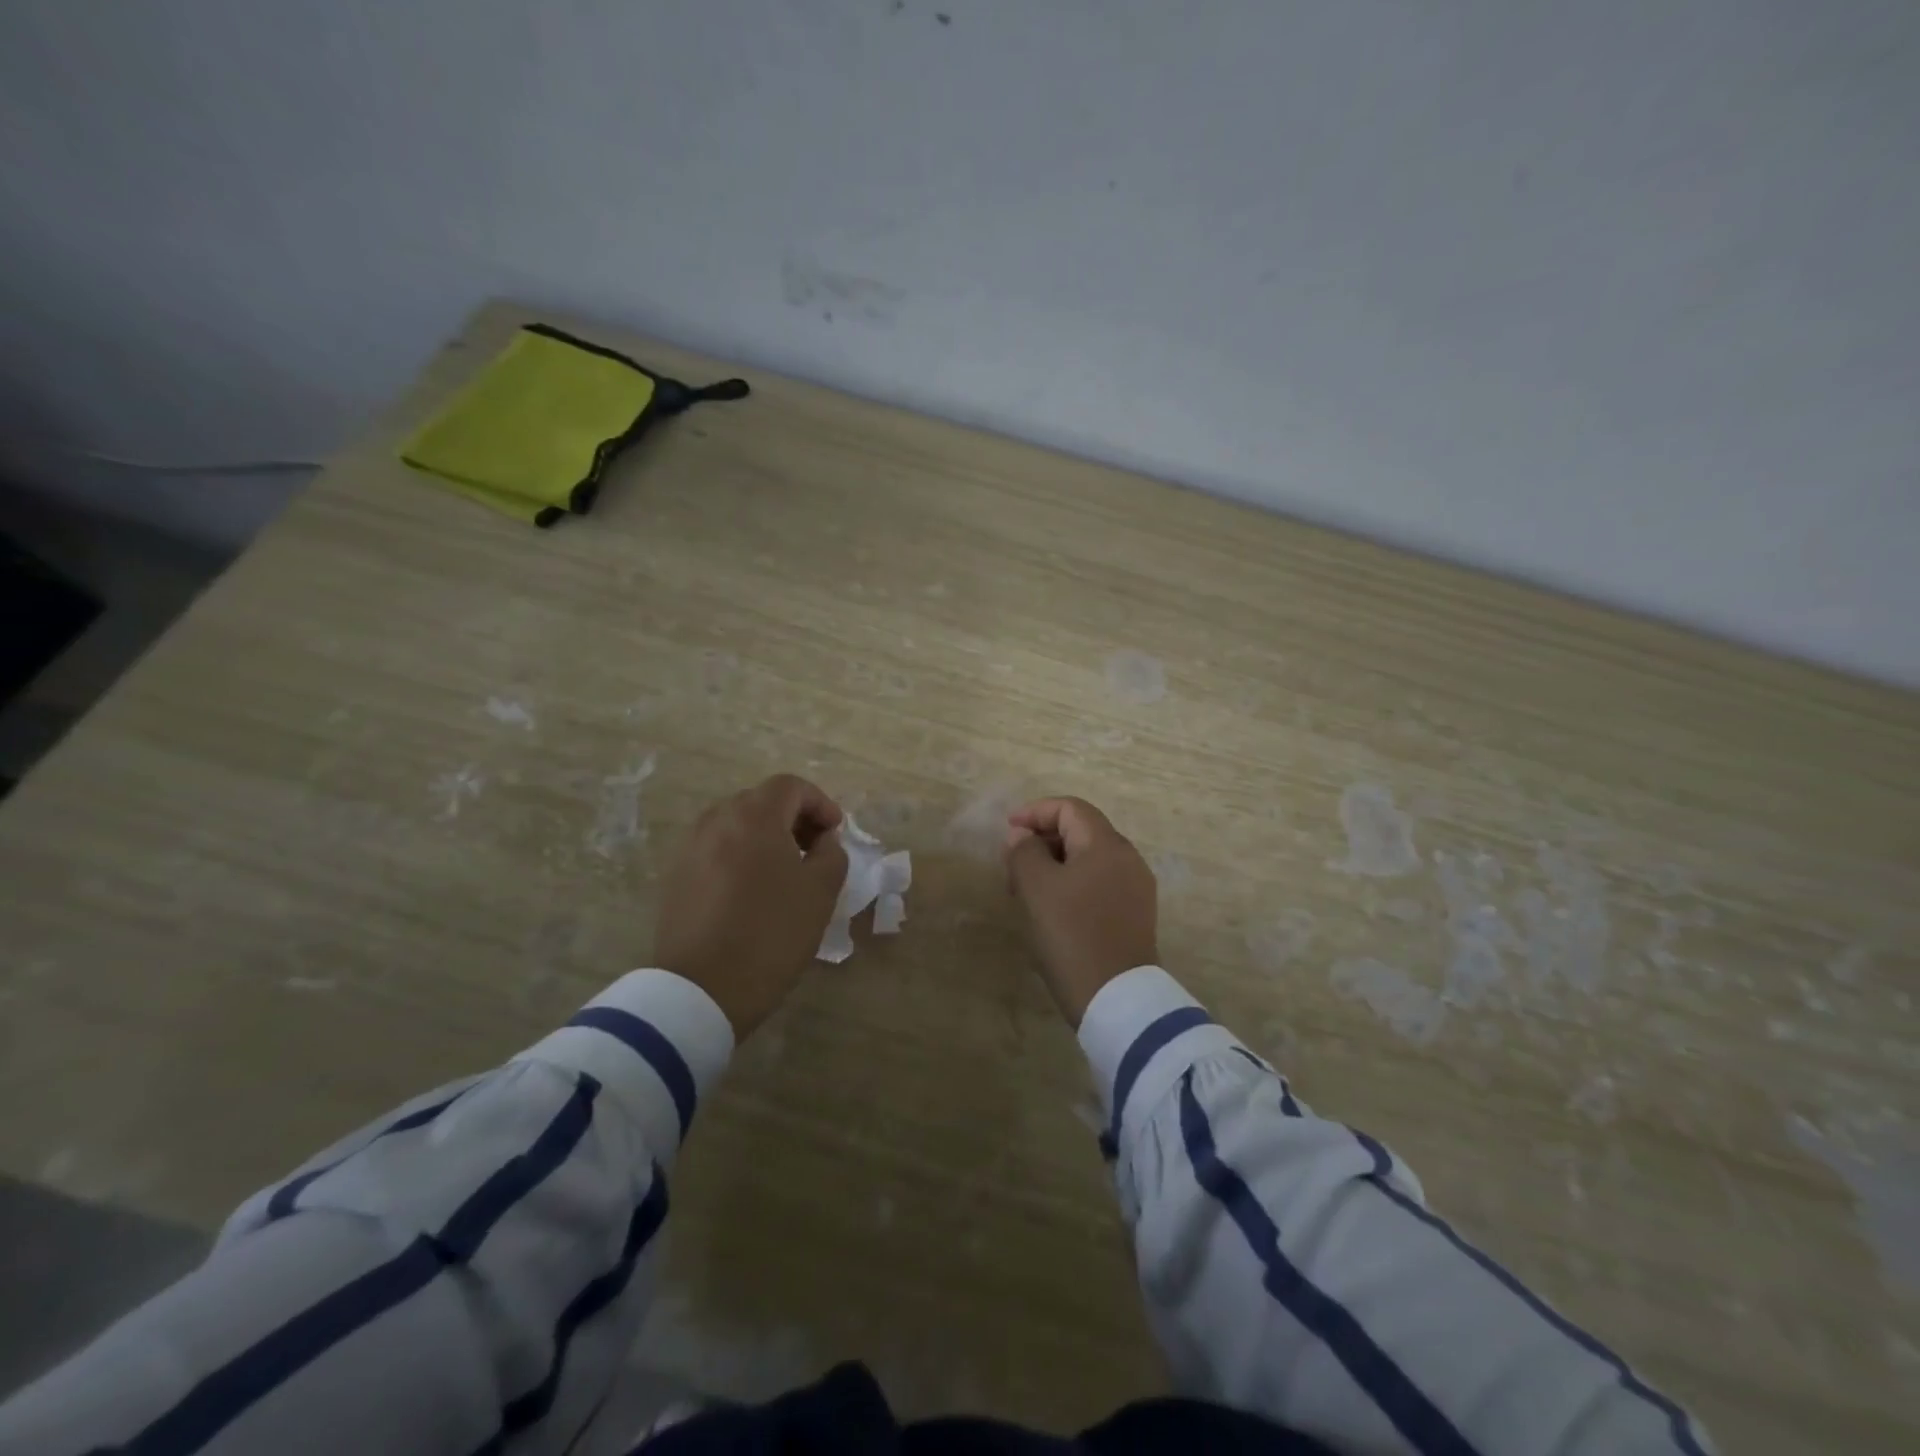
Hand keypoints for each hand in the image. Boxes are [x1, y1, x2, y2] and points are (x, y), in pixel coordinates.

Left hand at [654, 774, 847, 1038]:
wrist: (701, 990)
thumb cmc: (771, 933)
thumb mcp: (821, 891)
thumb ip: (831, 852)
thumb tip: (821, 840)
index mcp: (754, 816)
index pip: (791, 786)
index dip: (820, 803)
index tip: (835, 833)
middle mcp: (716, 820)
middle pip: (761, 801)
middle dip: (793, 818)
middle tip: (815, 850)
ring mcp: (690, 848)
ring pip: (735, 825)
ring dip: (765, 837)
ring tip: (784, 872)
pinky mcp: (676, 876)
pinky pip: (715, 849)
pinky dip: (740, 855)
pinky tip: (752, 891)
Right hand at [1004, 797, 1159, 1027]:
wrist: (1118, 999)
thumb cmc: (1072, 935)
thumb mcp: (1037, 889)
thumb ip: (1024, 852)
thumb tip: (1022, 836)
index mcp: (1107, 845)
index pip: (1070, 808)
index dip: (1035, 812)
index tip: (1007, 831)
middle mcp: (1128, 859)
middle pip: (1081, 831)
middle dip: (1042, 840)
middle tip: (1012, 864)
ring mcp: (1136, 888)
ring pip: (1088, 859)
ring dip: (1054, 864)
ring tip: (1025, 890)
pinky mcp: (1135, 915)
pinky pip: (1099, 883)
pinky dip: (1071, 884)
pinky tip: (1052, 909)